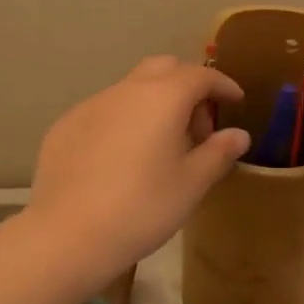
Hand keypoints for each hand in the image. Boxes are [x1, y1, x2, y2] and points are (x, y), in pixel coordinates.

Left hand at [28, 55, 249, 280]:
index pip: (200, 75)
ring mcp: (91, 105)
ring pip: (131, 89)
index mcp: (163, 97)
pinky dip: (124, 121)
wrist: (68, 235)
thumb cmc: (142, 207)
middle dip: (187, 86)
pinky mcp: (66, 125)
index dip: (222, 84)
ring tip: (160, 145)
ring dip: (153, 104)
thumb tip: (238, 134)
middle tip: (198, 125)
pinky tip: (121, 159)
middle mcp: (126, 90)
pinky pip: (104, 111)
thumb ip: (218, 152)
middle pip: (164, 68)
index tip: (235, 100)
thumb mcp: (192, 184)